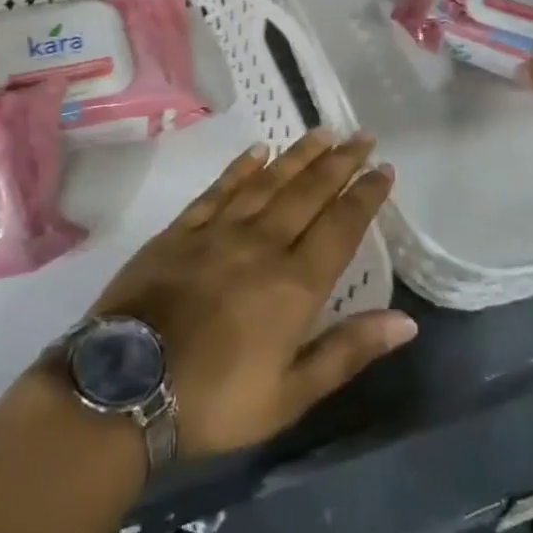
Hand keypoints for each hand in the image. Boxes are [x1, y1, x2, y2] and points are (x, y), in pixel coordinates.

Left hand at [85, 130, 415, 457]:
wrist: (126, 383)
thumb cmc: (215, 400)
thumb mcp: (290, 394)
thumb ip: (347, 351)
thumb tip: (406, 321)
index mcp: (294, 284)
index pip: (340, 226)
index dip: (365, 196)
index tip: (384, 168)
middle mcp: (262, 244)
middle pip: (308, 193)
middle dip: (339, 163)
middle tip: (362, 135)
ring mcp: (218, 231)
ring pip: (268, 181)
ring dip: (298, 155)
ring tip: (322, 132)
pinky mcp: (181, 229)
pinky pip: (219, 189)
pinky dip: (241, 167)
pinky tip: (257, 151)